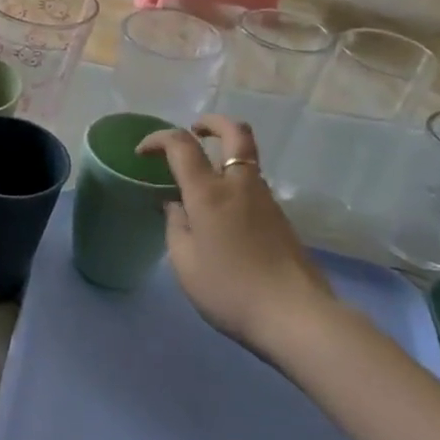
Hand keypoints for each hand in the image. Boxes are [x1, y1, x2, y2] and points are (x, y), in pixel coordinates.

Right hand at [137, 115, 341, 359]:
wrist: (296, 316)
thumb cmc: (229, 288)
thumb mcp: (185, 262)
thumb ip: (175, 226)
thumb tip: (175, 205)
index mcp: (208, 192)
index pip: (181, 145)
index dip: (158, 139)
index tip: (143, 153)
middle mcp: (240, 185)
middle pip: (235, 132)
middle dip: (212, 122)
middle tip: (194, 130)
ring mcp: (266, 200)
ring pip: (247, 159)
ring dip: (224, 155)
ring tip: (201, 180)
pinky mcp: (281, 219)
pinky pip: (253, 185)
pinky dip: (234, 182)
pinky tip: (221, 213)